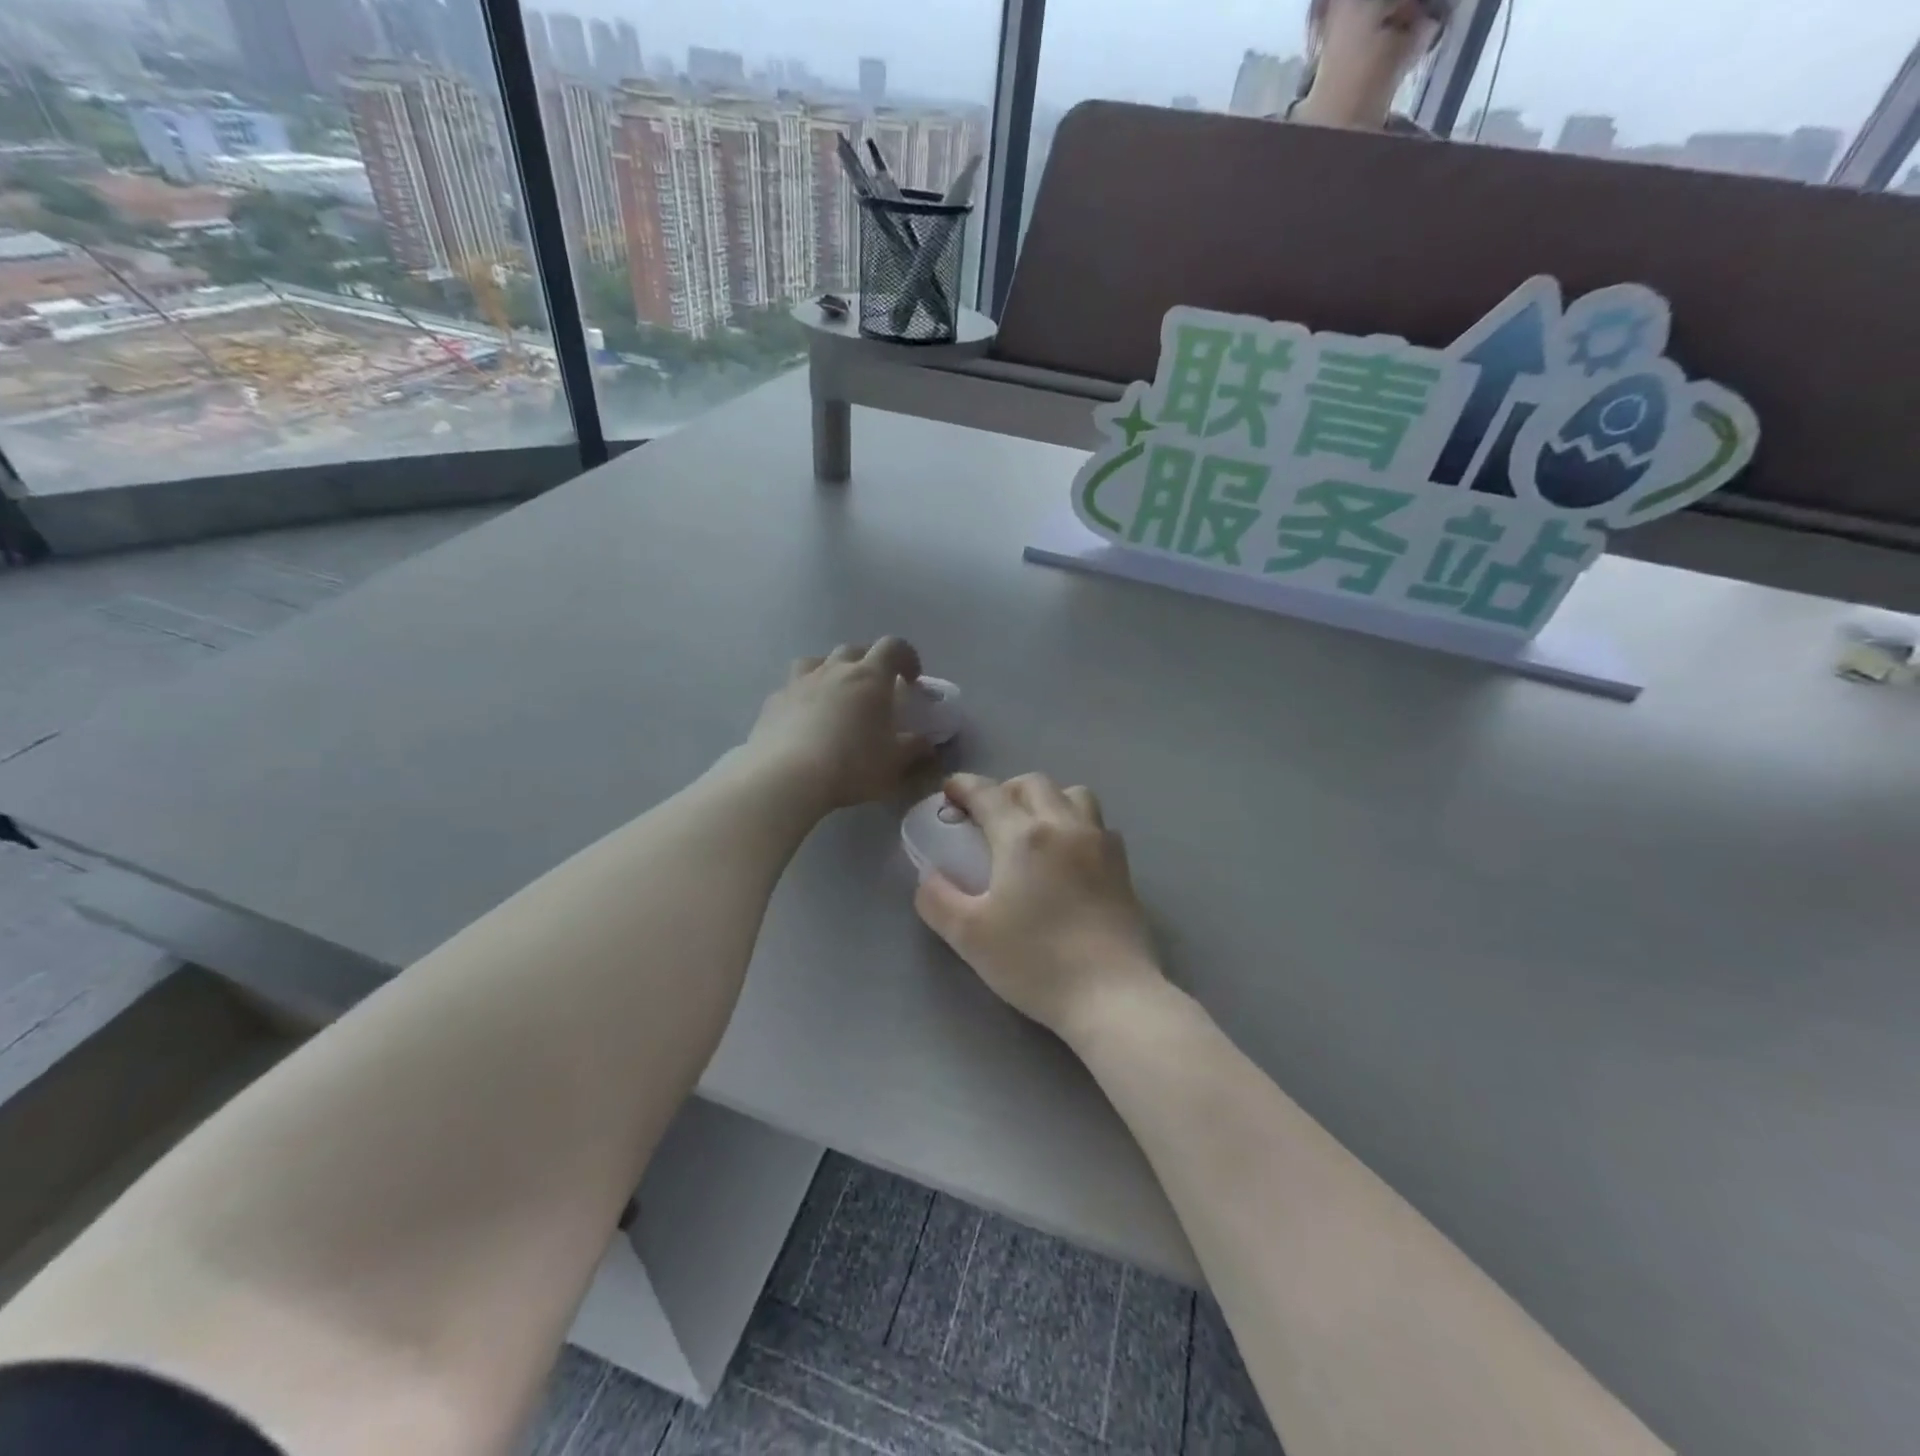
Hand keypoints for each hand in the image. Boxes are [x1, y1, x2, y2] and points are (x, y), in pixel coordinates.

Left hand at [746, 639, 933, 813]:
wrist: (786, 776)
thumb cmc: (851, 765)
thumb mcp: (894, 763)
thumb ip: (914, 749)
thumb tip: (926, 744)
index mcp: (870, 677)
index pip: (893, 647)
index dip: (906, 657)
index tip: (911, 678)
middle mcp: (835, 670)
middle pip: (855, 649)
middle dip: (869, 662)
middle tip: (875, 688)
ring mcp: (800, 681)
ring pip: (818, 660)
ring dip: (832, 670)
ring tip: (836, 693)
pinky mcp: (774, 700)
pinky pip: (793, 686)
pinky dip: (804, 694)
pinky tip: (805, 717)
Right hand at [915, 773, 1165, 1038]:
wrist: (1111, 994)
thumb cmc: (1035, 961)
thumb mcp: (968, 935)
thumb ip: (938, 899)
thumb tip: (929, 877)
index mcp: (1023, 836)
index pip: (987, 793)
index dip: (964, 786)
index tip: (949, 792)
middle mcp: (1064, 826)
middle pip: (1033, 784)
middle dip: (1005, 790)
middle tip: (988, 818)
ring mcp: (1100, 843)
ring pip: (1073, 795)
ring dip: (1047, 800)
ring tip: (1033, 830)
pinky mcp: (1122, 866)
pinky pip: (1098, 825)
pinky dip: (1076, 824)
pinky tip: (1068, 856)